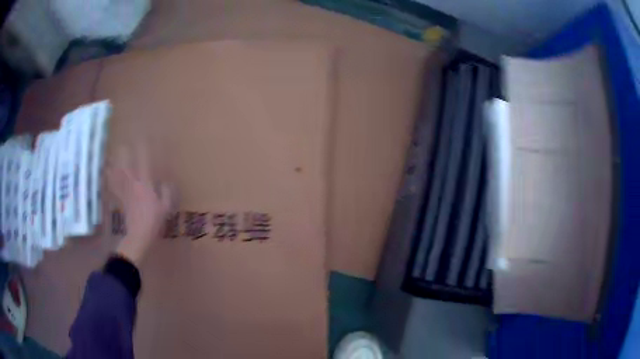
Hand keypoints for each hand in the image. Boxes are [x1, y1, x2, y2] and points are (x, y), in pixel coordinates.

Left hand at [107, 145, 173, 264]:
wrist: (139, 235)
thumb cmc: (154, 221)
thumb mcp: (165, 208)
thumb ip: (166, 193)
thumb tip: (166, 183)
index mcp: (146, 185)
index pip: (144, 163)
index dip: (143, 150)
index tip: (143, 139)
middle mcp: (134, 184)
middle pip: (127, 165)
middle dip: (124, 154)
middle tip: (121, 144)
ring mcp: (126, 191)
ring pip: (118, 174)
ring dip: (114, 164)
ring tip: (110, 154)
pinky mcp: (121, 199)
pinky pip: (114, 187)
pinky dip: (109, 179)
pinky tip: (105, 173)